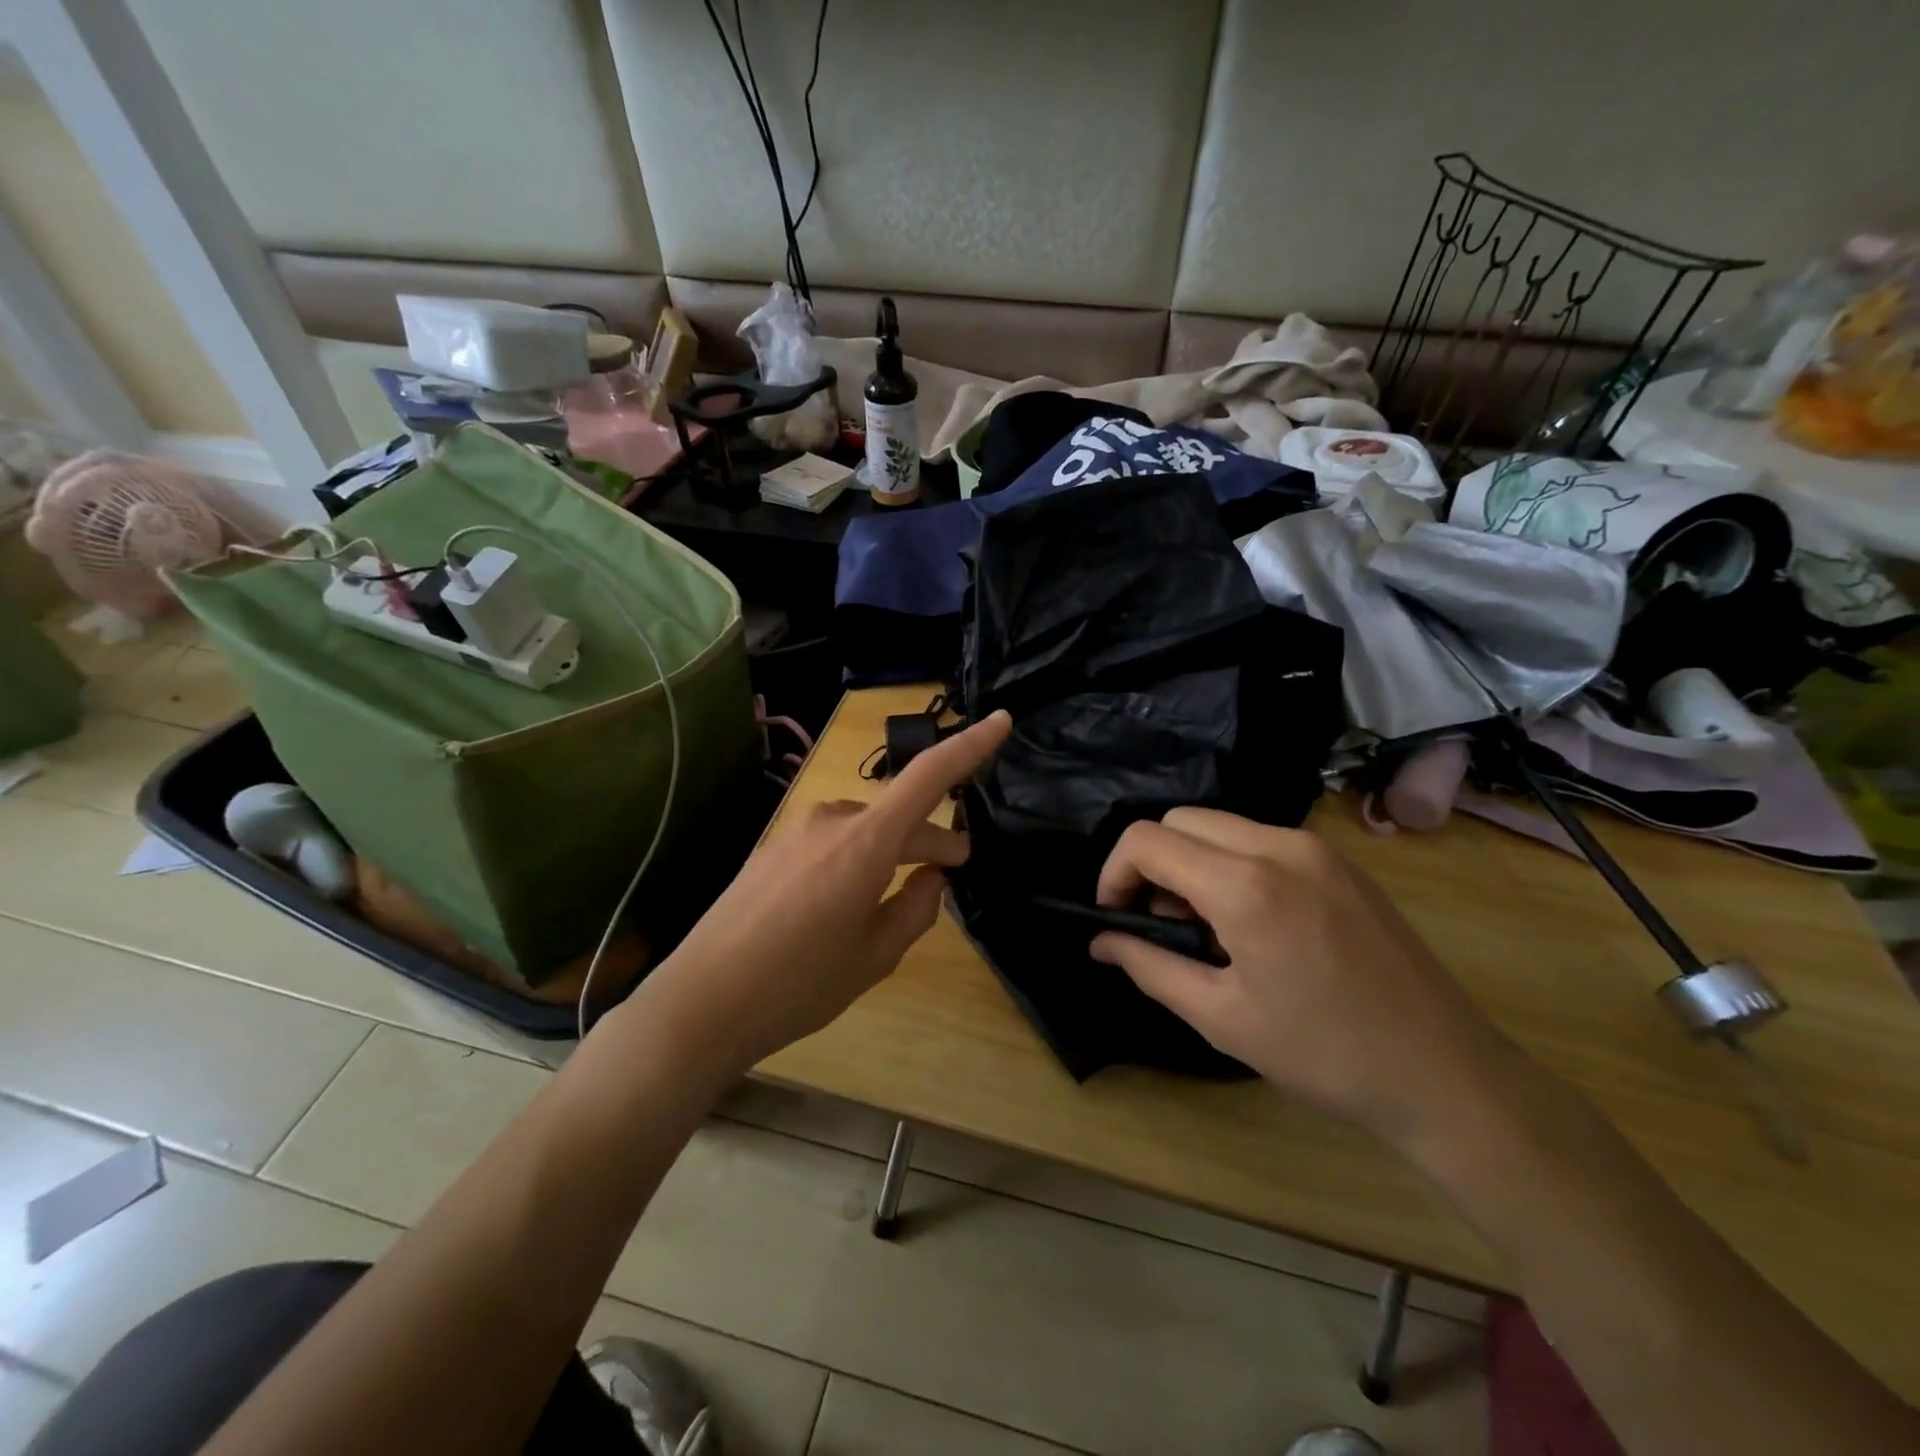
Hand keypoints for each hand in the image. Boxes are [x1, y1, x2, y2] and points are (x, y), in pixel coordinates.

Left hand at [628, 711, 1012, 1077]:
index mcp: (864, 842)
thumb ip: (916, 909)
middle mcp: (831, 821)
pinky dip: (858, 858)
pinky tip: (852, 898)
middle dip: (932, 837)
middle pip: (898, 814)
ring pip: (865, 830)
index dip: (970, 746)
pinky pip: (832, 842)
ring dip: (892, 850)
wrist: (701, 1003)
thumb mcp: (875, 956)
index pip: (928, 777)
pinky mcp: (772, 849)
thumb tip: (932, 876)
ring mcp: (796, 832)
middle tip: (956, 864)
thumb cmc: (799, 984)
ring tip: (904, 890)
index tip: (1002, 721)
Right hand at [1090, 807, 1532, 1157]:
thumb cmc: (1325, 1054)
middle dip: (1152, 864)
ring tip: (1207, 929)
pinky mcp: (1339, 861)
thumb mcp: (1221, 1018)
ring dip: (1191, 863)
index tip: (1116, 917)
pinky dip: (1230, 864)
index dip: (1114, 873)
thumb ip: (1149, 966)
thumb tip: (1101, 941)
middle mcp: (1279, 845)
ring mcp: (1315, 848)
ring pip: (1220, 825)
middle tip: (1162, 926)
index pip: (1147, 840)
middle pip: (1180, 821)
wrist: (1447, 1075)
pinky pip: (1259, 840)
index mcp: (1245, 884)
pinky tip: (1251, 922)